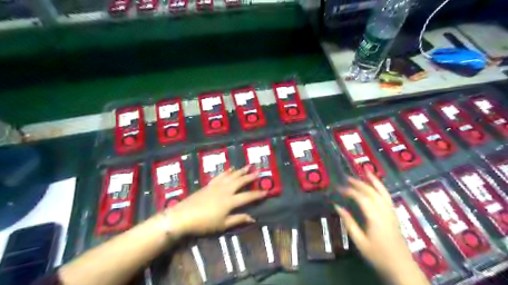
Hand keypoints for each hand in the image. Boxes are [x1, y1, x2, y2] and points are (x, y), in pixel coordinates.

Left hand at [164, 164, 266, 235]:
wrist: (183, 216)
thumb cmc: (204, 223)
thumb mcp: (223, 224)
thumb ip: (238, 219)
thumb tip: (253, 218)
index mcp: (230, 201)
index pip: (248, 196)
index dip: (258, 194)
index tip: (267, 191)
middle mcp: (226, 190)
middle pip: (240, 181)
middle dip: (250, 177)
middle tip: (258, 171)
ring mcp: (217, 186)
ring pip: (231, 176)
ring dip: (240, 171)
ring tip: (247, 166)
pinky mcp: (209, 185)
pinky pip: (220, 176)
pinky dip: (227, 172)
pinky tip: (230, 169)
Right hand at [337, 172, 413, 277]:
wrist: (401, 267)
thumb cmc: (378, 255)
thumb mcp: (360, 241)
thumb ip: (349, 222)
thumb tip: (337, 206)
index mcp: (375, 217)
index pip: (361, 198)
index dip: (349, 191)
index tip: (339, 188)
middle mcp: (384, 211)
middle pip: (371, 192)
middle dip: (359, 183)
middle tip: (347, 178)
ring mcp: (391, 212)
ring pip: (382, 192)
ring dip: (373, 181)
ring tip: (366, 171)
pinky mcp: (394, 215)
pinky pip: (387, 197)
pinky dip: (381, 188)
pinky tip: (376, 185)